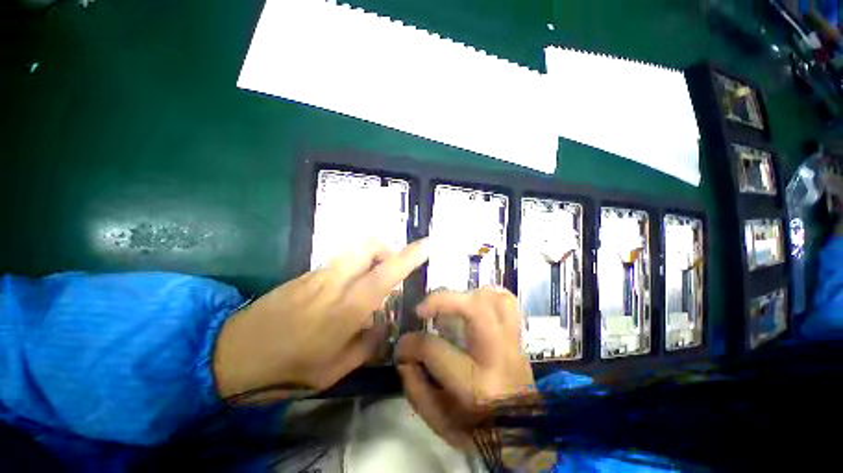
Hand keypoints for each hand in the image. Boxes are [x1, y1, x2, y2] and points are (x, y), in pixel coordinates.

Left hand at [214, 239, 429, 398]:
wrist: (230, 354)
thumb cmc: (286, 369)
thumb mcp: (334, 370)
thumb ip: (368, 344)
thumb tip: (383, 322)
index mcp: (346, 309)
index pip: (386, 274)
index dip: (409, 257)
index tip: (426, 245)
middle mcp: (334, 282)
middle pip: (369, 246)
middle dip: (388, 250)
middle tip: (394, 271)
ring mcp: (318, 274)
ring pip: (355, 250)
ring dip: (372, 257)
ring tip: (374, 280)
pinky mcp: (306, 274)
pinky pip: (341, 260)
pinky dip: (356, 265)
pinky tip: (350, 289)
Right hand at [395, 288, 534, 447]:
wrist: (521, 437)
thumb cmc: (478, 433)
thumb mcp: (439, 421)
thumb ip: (415, 387)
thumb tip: (404, 354)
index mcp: (476, 386)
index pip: (435, 349)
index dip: (410, 344)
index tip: (402, 346)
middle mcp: (498, 357)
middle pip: (474, 309)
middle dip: (442, 299)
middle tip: (422, 308)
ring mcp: (513, 343)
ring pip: (494, 298)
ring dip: (466, 295)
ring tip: (449, 305)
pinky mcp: (517, 337)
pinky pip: (507, 302)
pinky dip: (487, 295)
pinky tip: (472, 302)